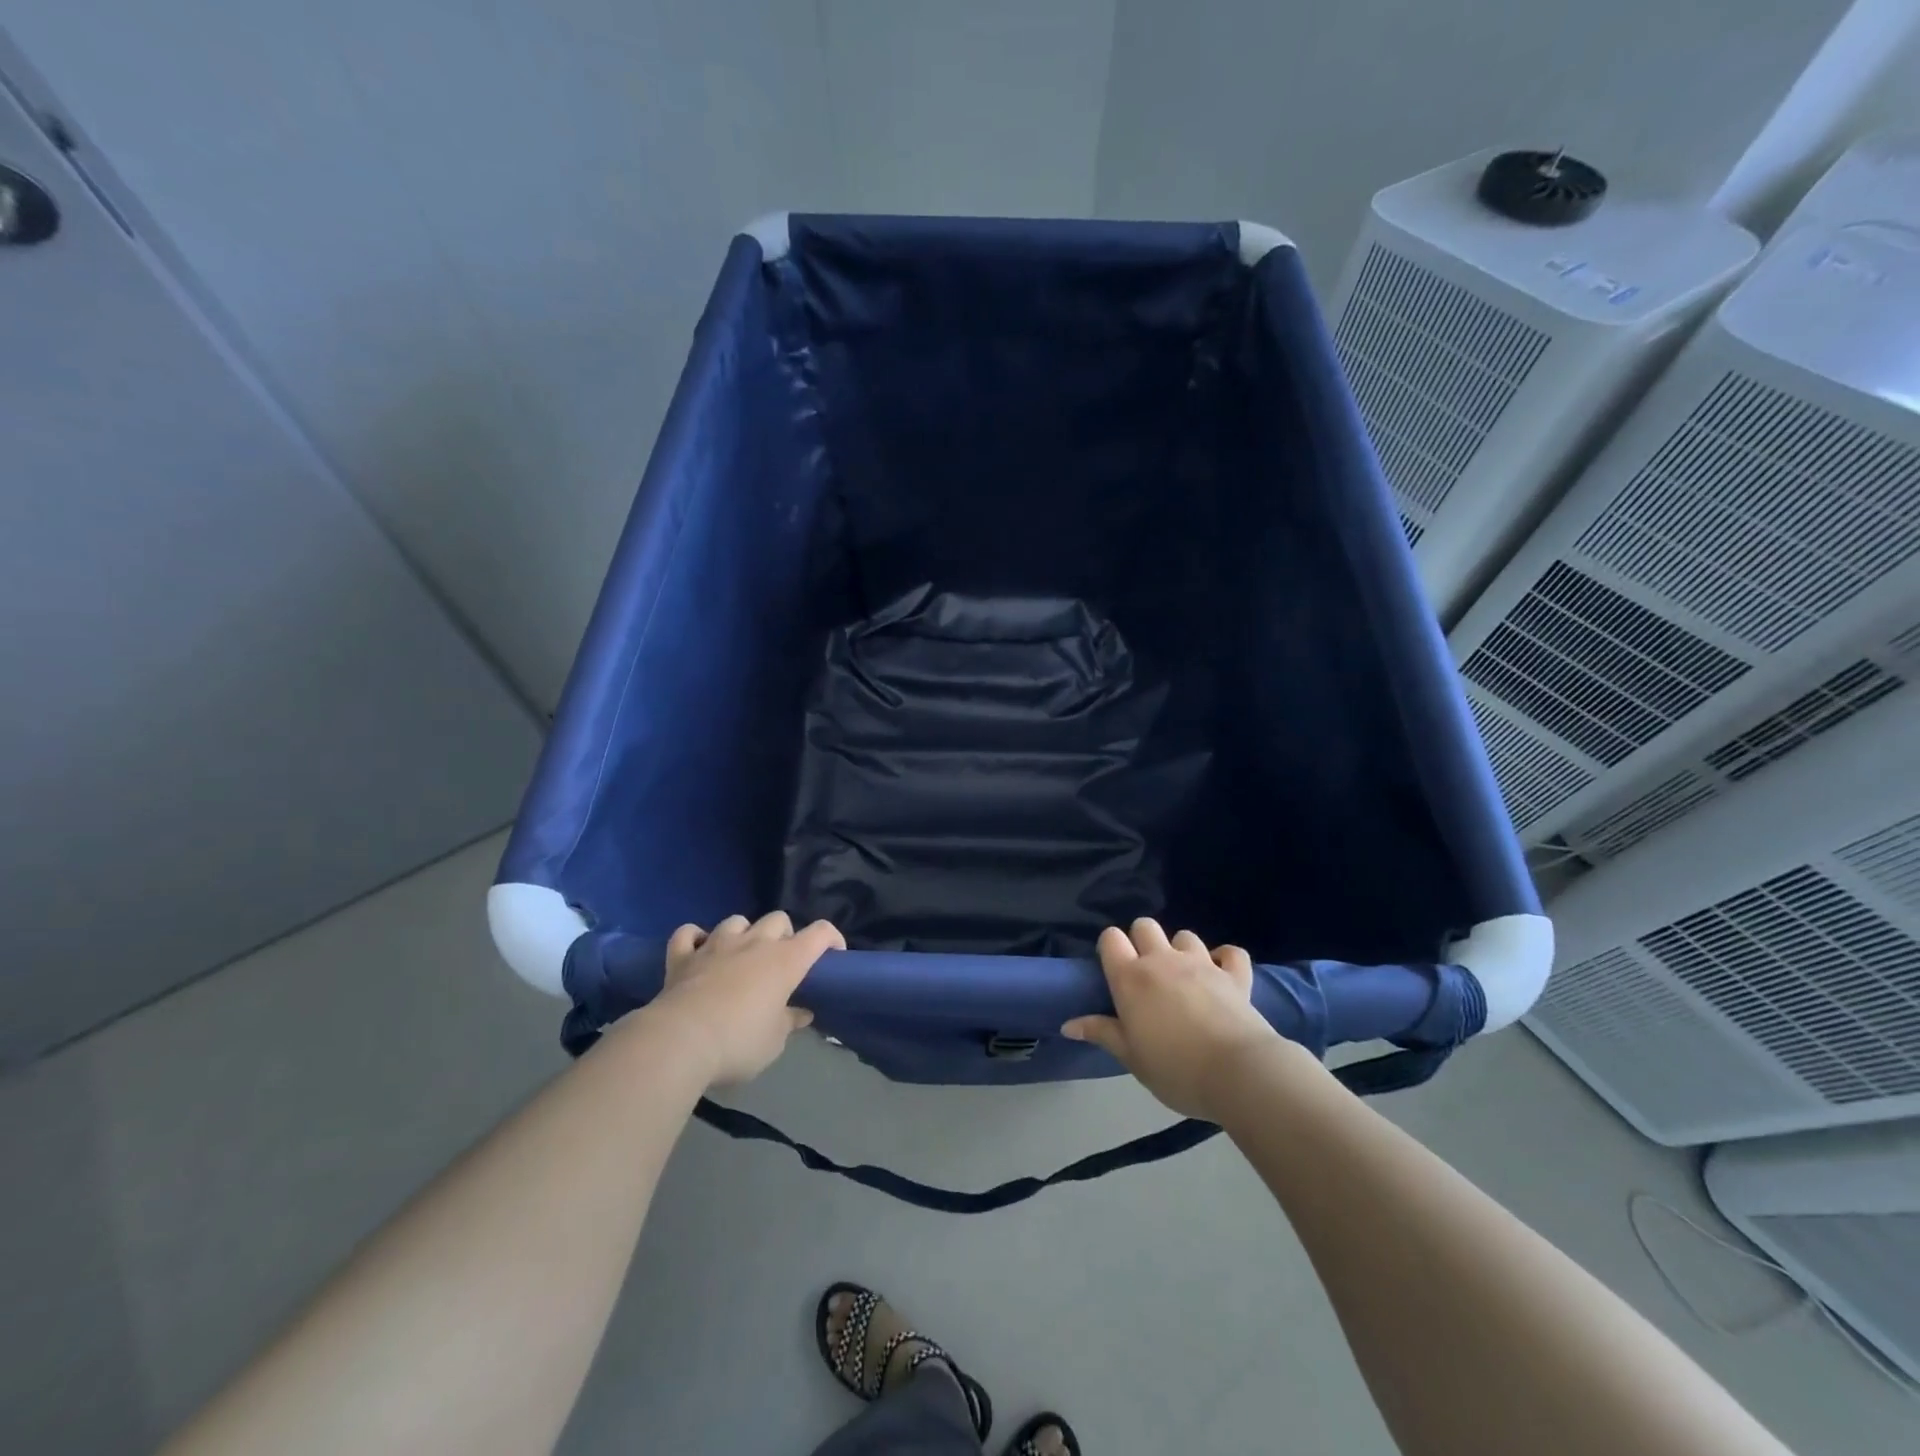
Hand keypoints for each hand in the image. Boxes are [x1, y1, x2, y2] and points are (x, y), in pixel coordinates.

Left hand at [648, 911, 844, 1086]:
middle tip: (780, 962)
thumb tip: (800, 1013)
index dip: (831, 938)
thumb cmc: (738, 1042)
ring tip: (740, 956)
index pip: (820, 933)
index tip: (833, 956)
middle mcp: (754, 943)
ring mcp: (716, 945)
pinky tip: (698, 950)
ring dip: (743, 933)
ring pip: (736, 920)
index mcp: (785, 960)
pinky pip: (688, 933)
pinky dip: (695, 938)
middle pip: (778, 919)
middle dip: (783, 935)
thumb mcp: (774, 1042)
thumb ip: (789, 1022)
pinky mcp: (682, 956)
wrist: (680, 1042)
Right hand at [1061, 918, 1283, 1121]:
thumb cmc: (1175, 1069)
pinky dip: (1226, 958)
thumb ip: (1101, 1033)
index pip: (1111, 938)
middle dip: (1142, 940)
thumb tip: (1068, 1024)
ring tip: (1183, 976)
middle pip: (1145, 926)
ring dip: (1180, 949)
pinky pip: (1231, 952)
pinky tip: (1222, 971)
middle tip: (1146, 973)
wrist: (1237, 1073)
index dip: (1110, 947)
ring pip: (1185, 935)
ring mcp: (1201, 963)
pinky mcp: (1235, 975)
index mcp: (1131, 978)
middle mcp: (1162, 960)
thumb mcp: (1131, 1057)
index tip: (1113, 969)